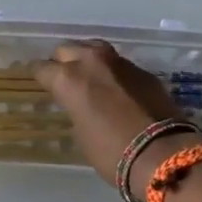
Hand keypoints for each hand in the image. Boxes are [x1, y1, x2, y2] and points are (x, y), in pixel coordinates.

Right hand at [32, 41, 197, 199]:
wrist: (161, 153)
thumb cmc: (111, 151)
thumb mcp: (80, 133)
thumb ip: (75, 108)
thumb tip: (79, 103)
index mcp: (68, 79)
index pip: (42, 68)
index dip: (39, 76)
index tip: (40, 82)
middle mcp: (91, 62)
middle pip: (67, 49)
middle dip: (62, 62)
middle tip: (64, 78)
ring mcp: (119, 63)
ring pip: (94, 49)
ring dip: (88, 60)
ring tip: (88, 76)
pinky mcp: (143, 71)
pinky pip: (118, 64)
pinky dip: (112, 72)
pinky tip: (115, 87)